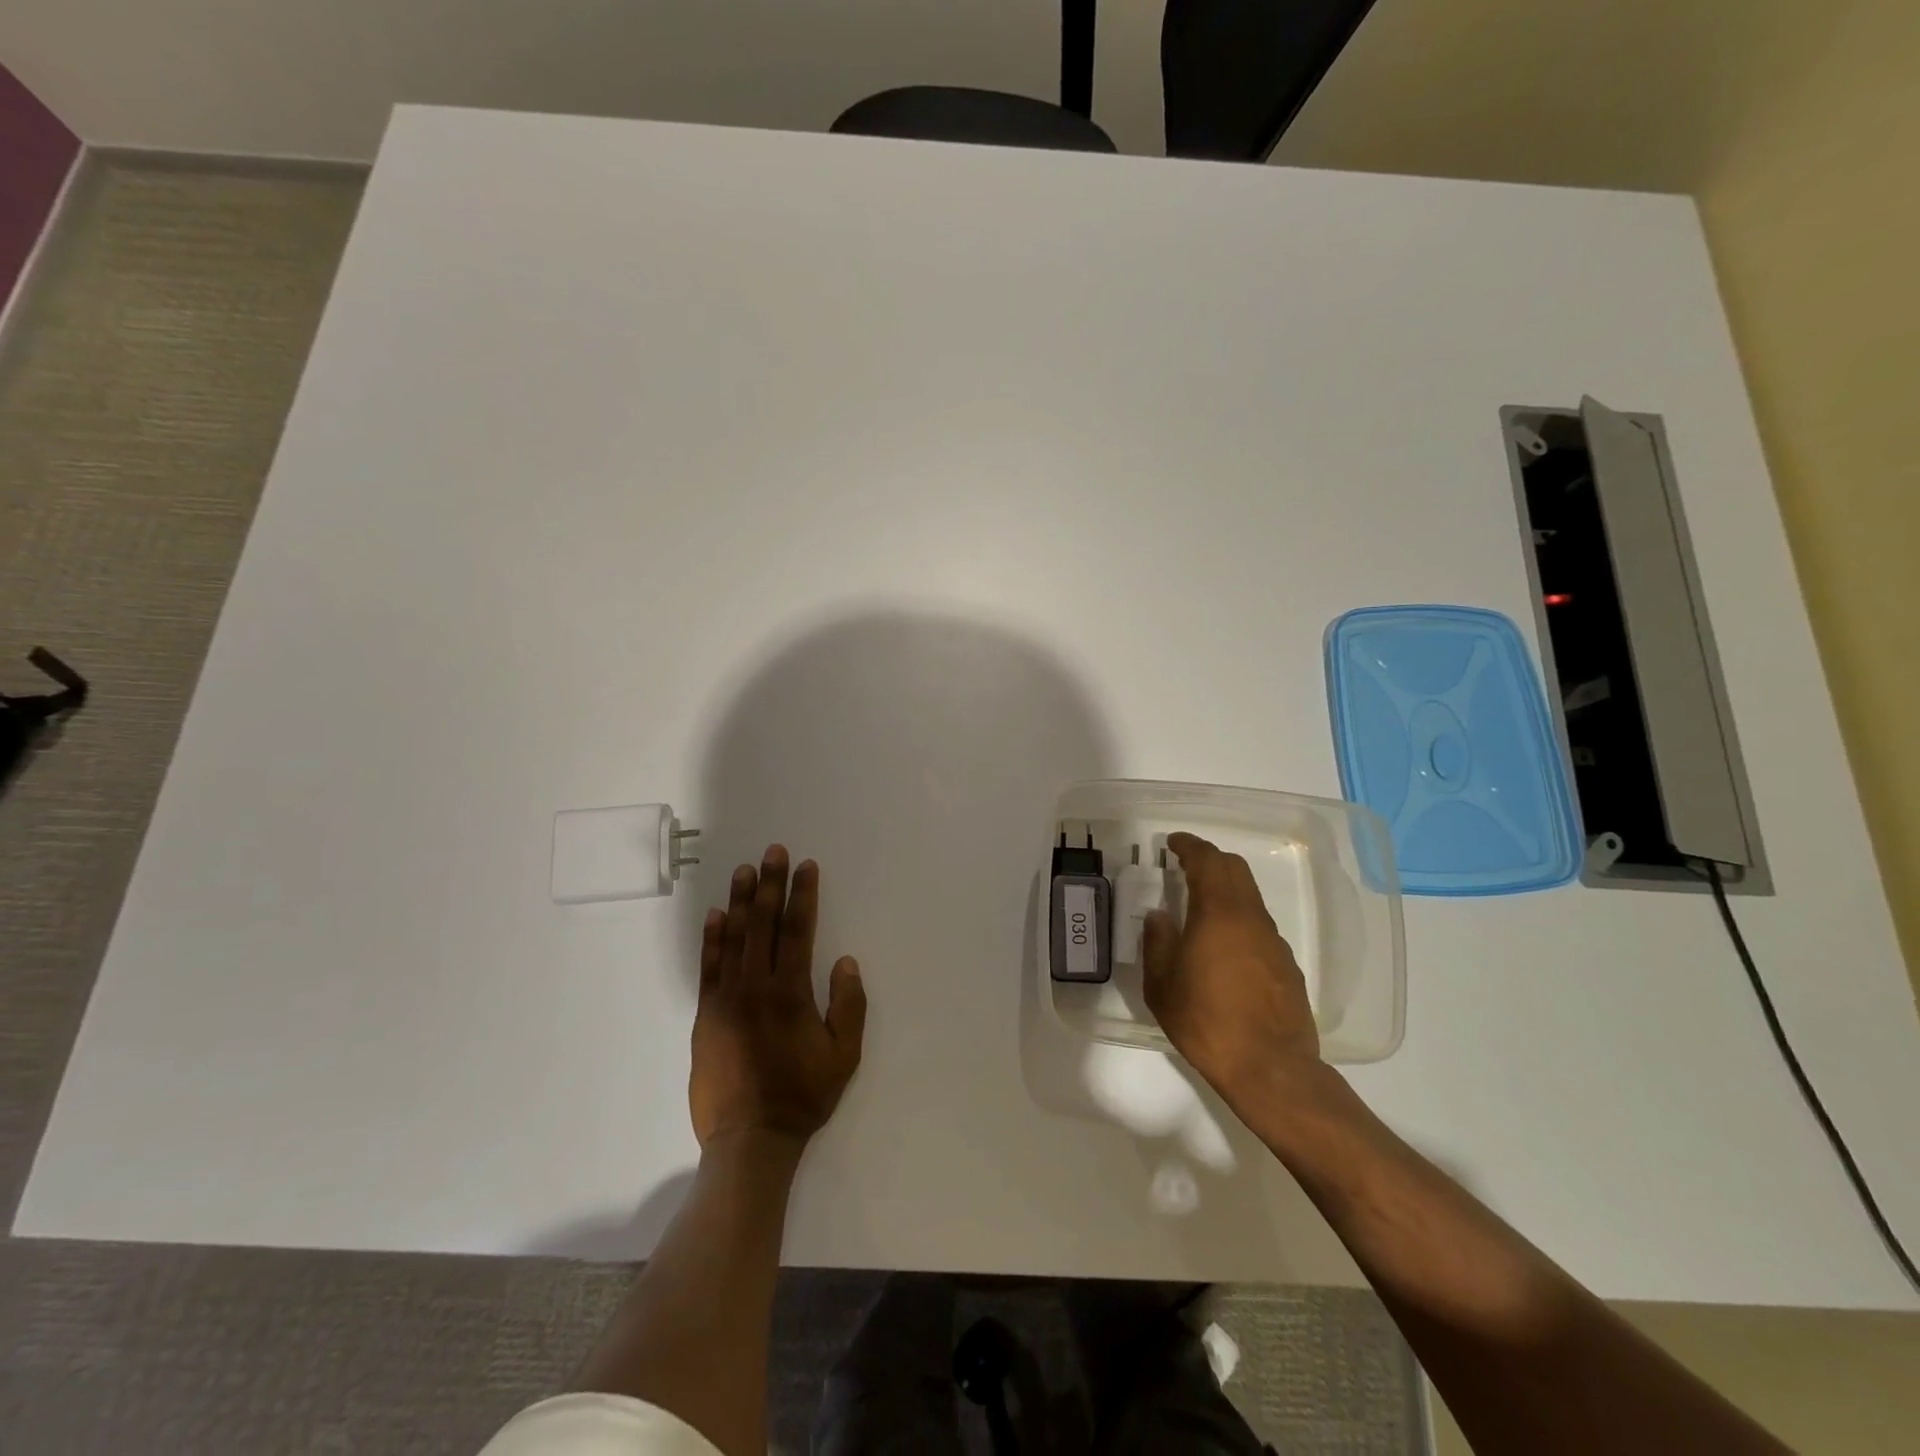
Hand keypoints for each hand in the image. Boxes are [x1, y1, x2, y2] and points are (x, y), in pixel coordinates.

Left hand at [691, 846, 866, 1147]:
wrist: (749, 1139)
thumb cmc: (803, 1096)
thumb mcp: (844, 1056)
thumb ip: (849, 1006)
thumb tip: (845, 961)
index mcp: (791, 993)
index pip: (798, 930)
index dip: (803, 895)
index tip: (806, 866)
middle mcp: (756, 987)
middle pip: (764, 924)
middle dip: (771, 884)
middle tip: (773, 851)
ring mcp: (725, 999)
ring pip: (734, 938)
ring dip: (741, 901)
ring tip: (744, 870)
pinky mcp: (705, 1015)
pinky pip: (708, 967)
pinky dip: (712, 938)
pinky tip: (716, 915)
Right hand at [1142, 832, 1320, 1105]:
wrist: (1270, 1069)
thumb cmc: (1206, 1022)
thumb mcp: (1162, 985)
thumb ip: (1158, 942)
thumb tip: (1159, 916)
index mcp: (1218, 914)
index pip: (1207, 861)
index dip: (1189, 846)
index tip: (1172, 842)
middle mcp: (1250, 918)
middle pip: (1235, 870)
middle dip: (1210, 859)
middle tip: (1185, 864)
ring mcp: (1273, 941)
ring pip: (1249, 897)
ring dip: (1225, 888)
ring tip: (1200, 904)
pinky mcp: (1286, 965)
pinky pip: (1258, 925)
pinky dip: (1239, 917)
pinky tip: (1224, 945)